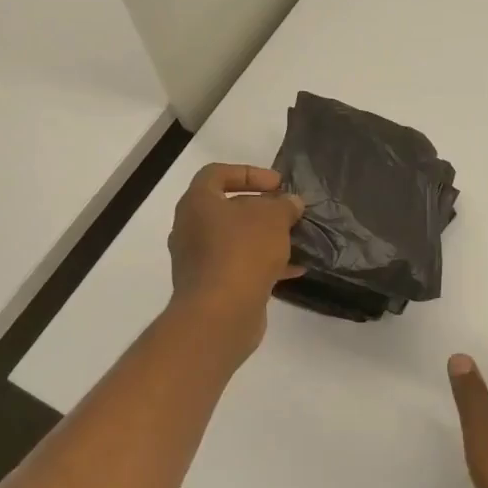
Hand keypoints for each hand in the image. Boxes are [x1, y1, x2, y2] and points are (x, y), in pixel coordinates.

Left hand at [167, 164, 304, 355]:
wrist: (220, 314)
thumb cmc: (242, 252)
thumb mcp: (273, 218)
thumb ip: (284, 205)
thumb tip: (290, 203)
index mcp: (197, 203)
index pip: (217, 174)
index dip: (249, 173)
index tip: (277, 184)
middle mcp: (191, 229)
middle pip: (228, 209)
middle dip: (262, 209)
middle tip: (289, 212)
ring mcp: (199, 261)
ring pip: (236, 240)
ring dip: (265, 238)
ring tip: (296, 239)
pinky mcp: (211, 287)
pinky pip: (240, 266)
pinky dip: (265, 264)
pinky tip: (295, 269)